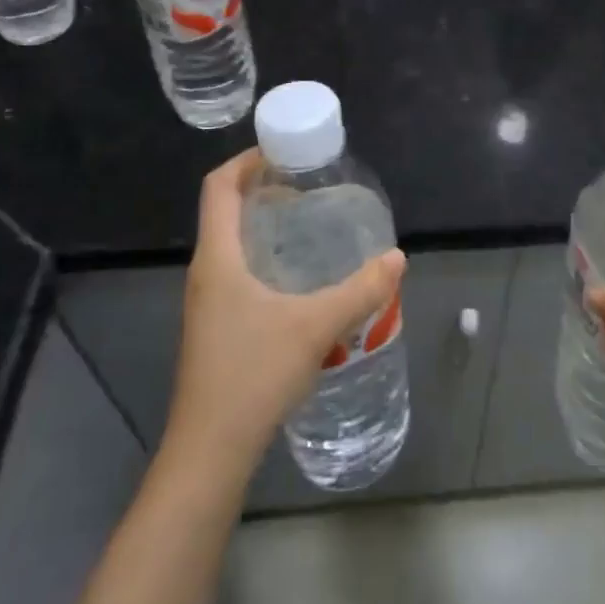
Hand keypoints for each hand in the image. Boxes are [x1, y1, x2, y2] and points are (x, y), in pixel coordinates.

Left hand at [165, 150, 405, 479]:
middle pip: (225, 211)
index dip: (244, 160)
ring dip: (265, 225)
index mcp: (217, 259)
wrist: (210, 452)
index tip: (282, 151)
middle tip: (308, 184)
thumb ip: (360, 290)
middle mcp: (206, 274)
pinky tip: (300, 278)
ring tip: (309, 223)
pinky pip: (239, 272)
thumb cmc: (253, 376)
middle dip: (263, 189)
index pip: (218, 188)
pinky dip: (266, 257)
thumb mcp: (315, 326)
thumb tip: (397, 258)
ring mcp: (208, 303)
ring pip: (232, 245)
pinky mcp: (216, 328)